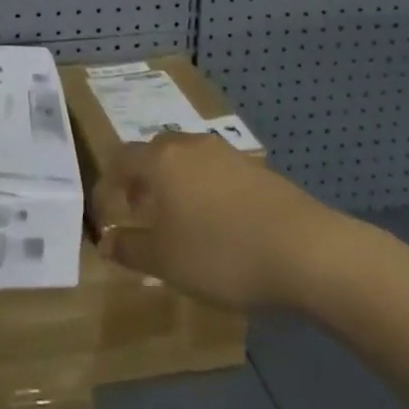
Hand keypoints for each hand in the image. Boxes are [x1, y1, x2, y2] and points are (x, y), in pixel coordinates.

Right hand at [93, 131, 347, 310]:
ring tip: (178, 219)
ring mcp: (226, 154)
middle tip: (139, 211)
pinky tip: (217, 223)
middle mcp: (189, 146)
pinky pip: (214, 172)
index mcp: (161, 161)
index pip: (120, 160)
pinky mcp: (255, 169)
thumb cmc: (222, 254)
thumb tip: (104, 240)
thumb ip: (130, 249)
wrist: (305, 250)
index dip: (106, 187)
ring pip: (186, 160)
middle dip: (140, 179)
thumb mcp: (166, 261)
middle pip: (154, 153)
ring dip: (173, 183)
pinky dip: (203, 190)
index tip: (103, 215)